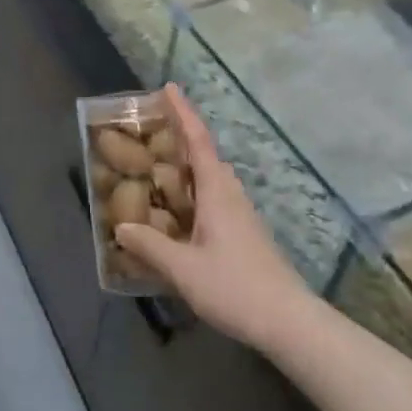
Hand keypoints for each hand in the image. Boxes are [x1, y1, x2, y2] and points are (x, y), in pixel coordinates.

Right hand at [115, 85, 311, 351]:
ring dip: (187, 166)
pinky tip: (178, 214)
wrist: (290, 323)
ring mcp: (241, 217)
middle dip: (182, 136)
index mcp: (217, 192)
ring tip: (158, 169)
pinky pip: (214, 200)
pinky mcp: (245, 236)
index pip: (197, 141)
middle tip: (152, 130)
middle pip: (205, 156)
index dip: (183, 113)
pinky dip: (193, 193)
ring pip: (211, 180)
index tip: (168, 87)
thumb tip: (121, 227)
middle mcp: (231, 196)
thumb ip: (150, 246)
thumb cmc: (235, 287)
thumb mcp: (183, 268)